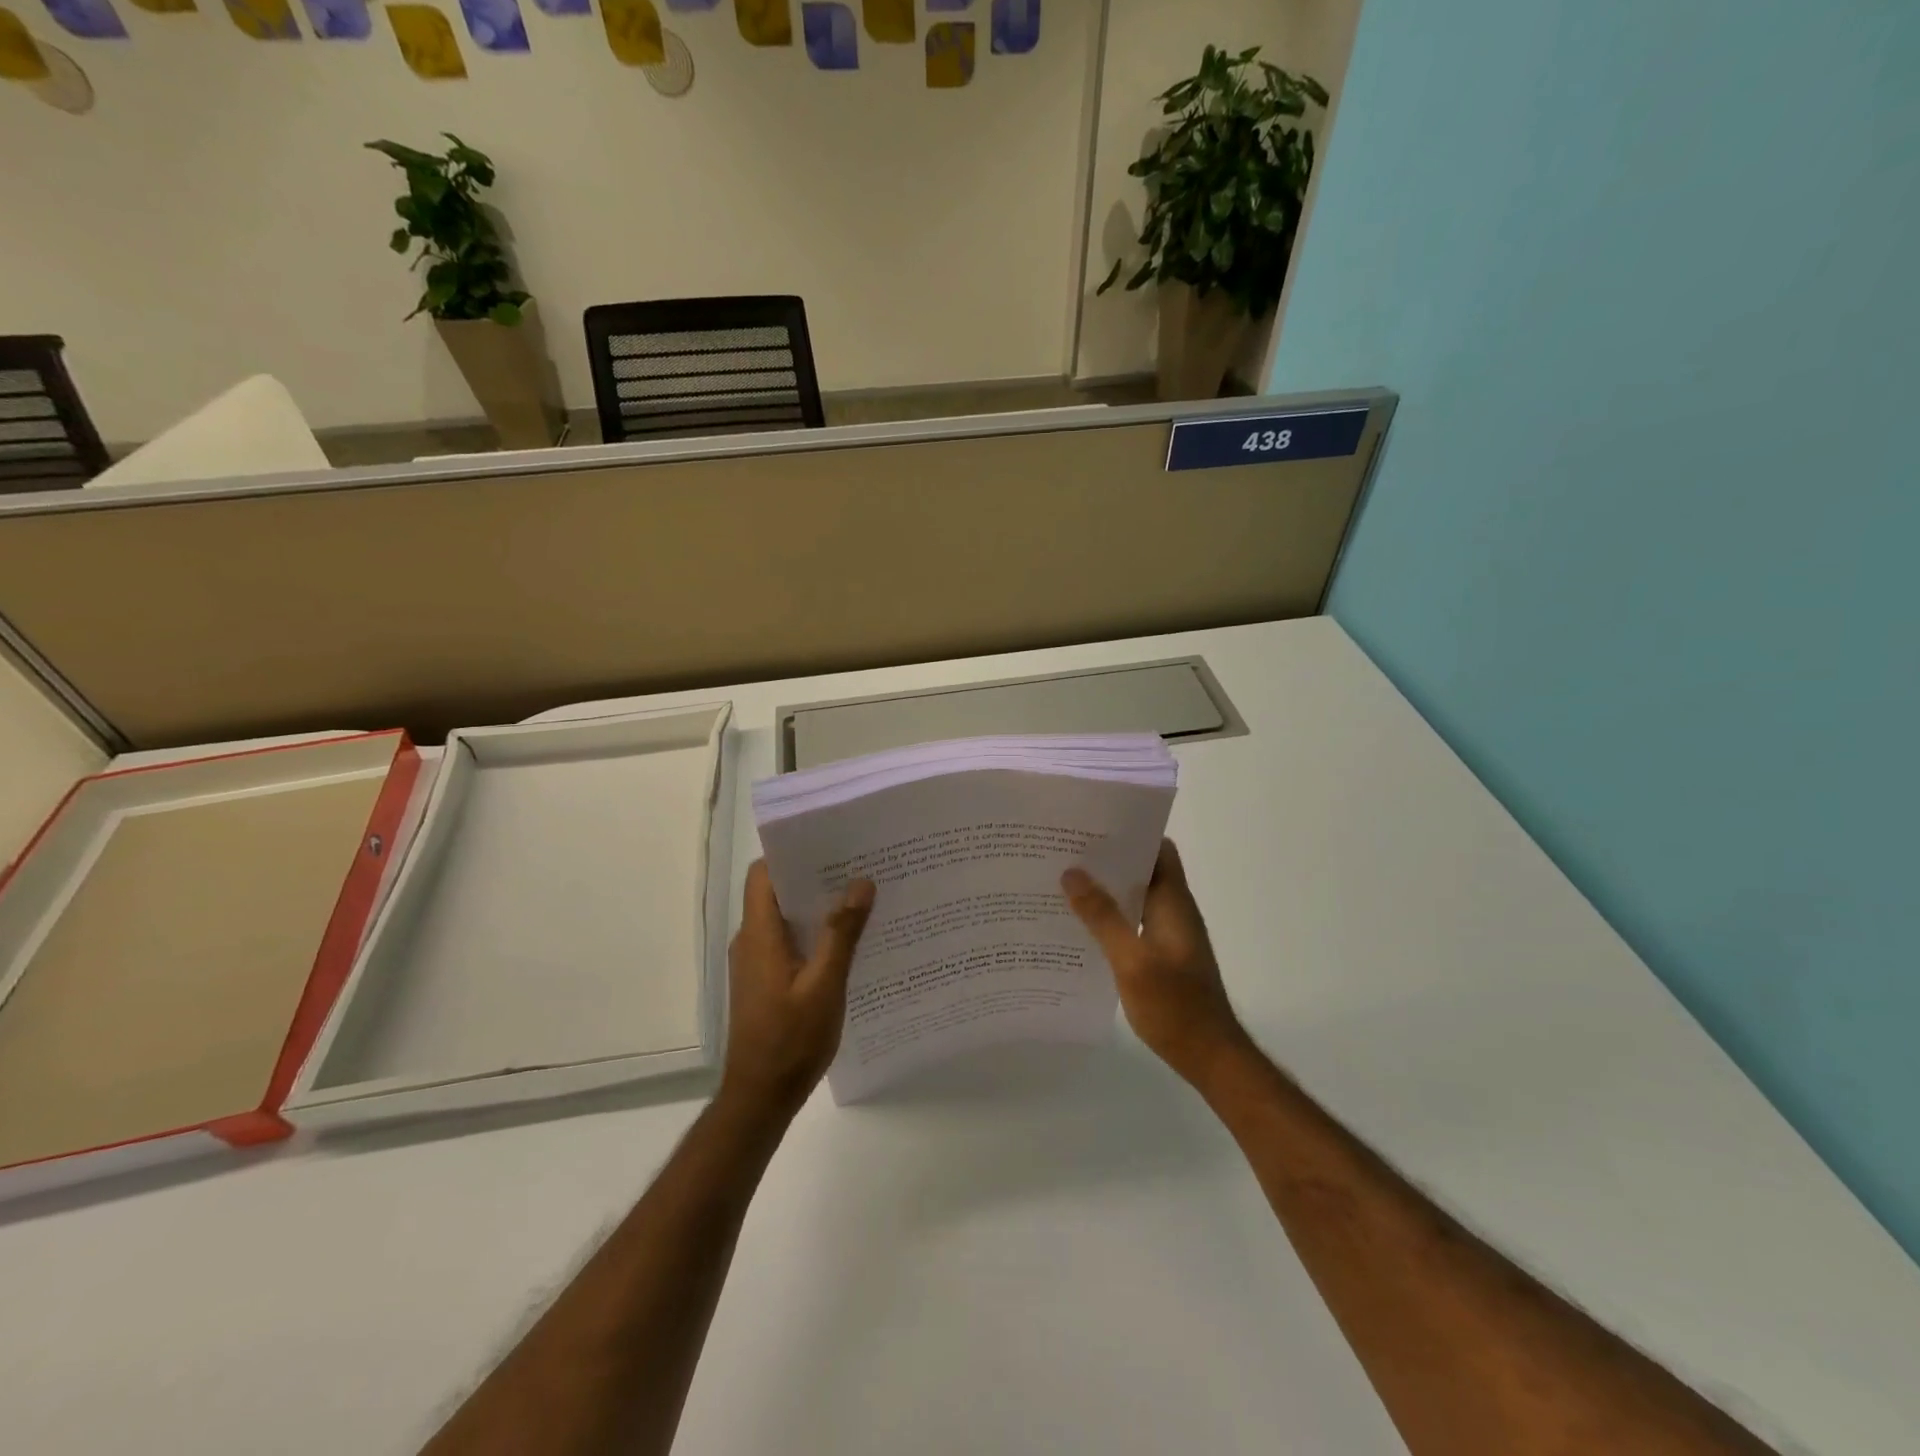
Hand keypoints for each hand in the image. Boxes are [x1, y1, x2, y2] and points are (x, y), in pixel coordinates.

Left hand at [720, 862, 874, 1117]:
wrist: (760, 1097)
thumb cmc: (791, 1040)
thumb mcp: (825, 985)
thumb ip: (842, 933)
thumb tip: (861, 882)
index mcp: (759, 934)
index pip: (763, 874)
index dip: (790, 853)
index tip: (830, 843)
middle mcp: (751, 941)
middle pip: (777, 892)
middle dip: (814, 877)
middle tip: (858, 867)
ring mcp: (756, 962)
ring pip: (785, 918)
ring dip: (817, 906)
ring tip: (861, 898)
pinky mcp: (765, 981)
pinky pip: (788, 942)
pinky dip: (813, 933)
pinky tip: (848, 942)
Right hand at [1063, 840, 1252, 1086]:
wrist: (1210, 1056)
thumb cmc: (1174, 1005)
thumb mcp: (1131, 960)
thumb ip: (1103, 916)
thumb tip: (1072, 872)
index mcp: (1173, 902)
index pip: (1159, 849)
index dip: (1131, 832)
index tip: (1093, 827)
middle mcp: (1174, 911)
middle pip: (1144, 870)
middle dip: (1109, 859)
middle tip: (1066, 852)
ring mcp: (1170, 934)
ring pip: (1136, 897)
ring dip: (1107, 889)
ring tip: (1065, 883)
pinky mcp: (1163, 955)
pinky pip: (1135, 922)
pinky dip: (1111, 916)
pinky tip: (1081, 926)